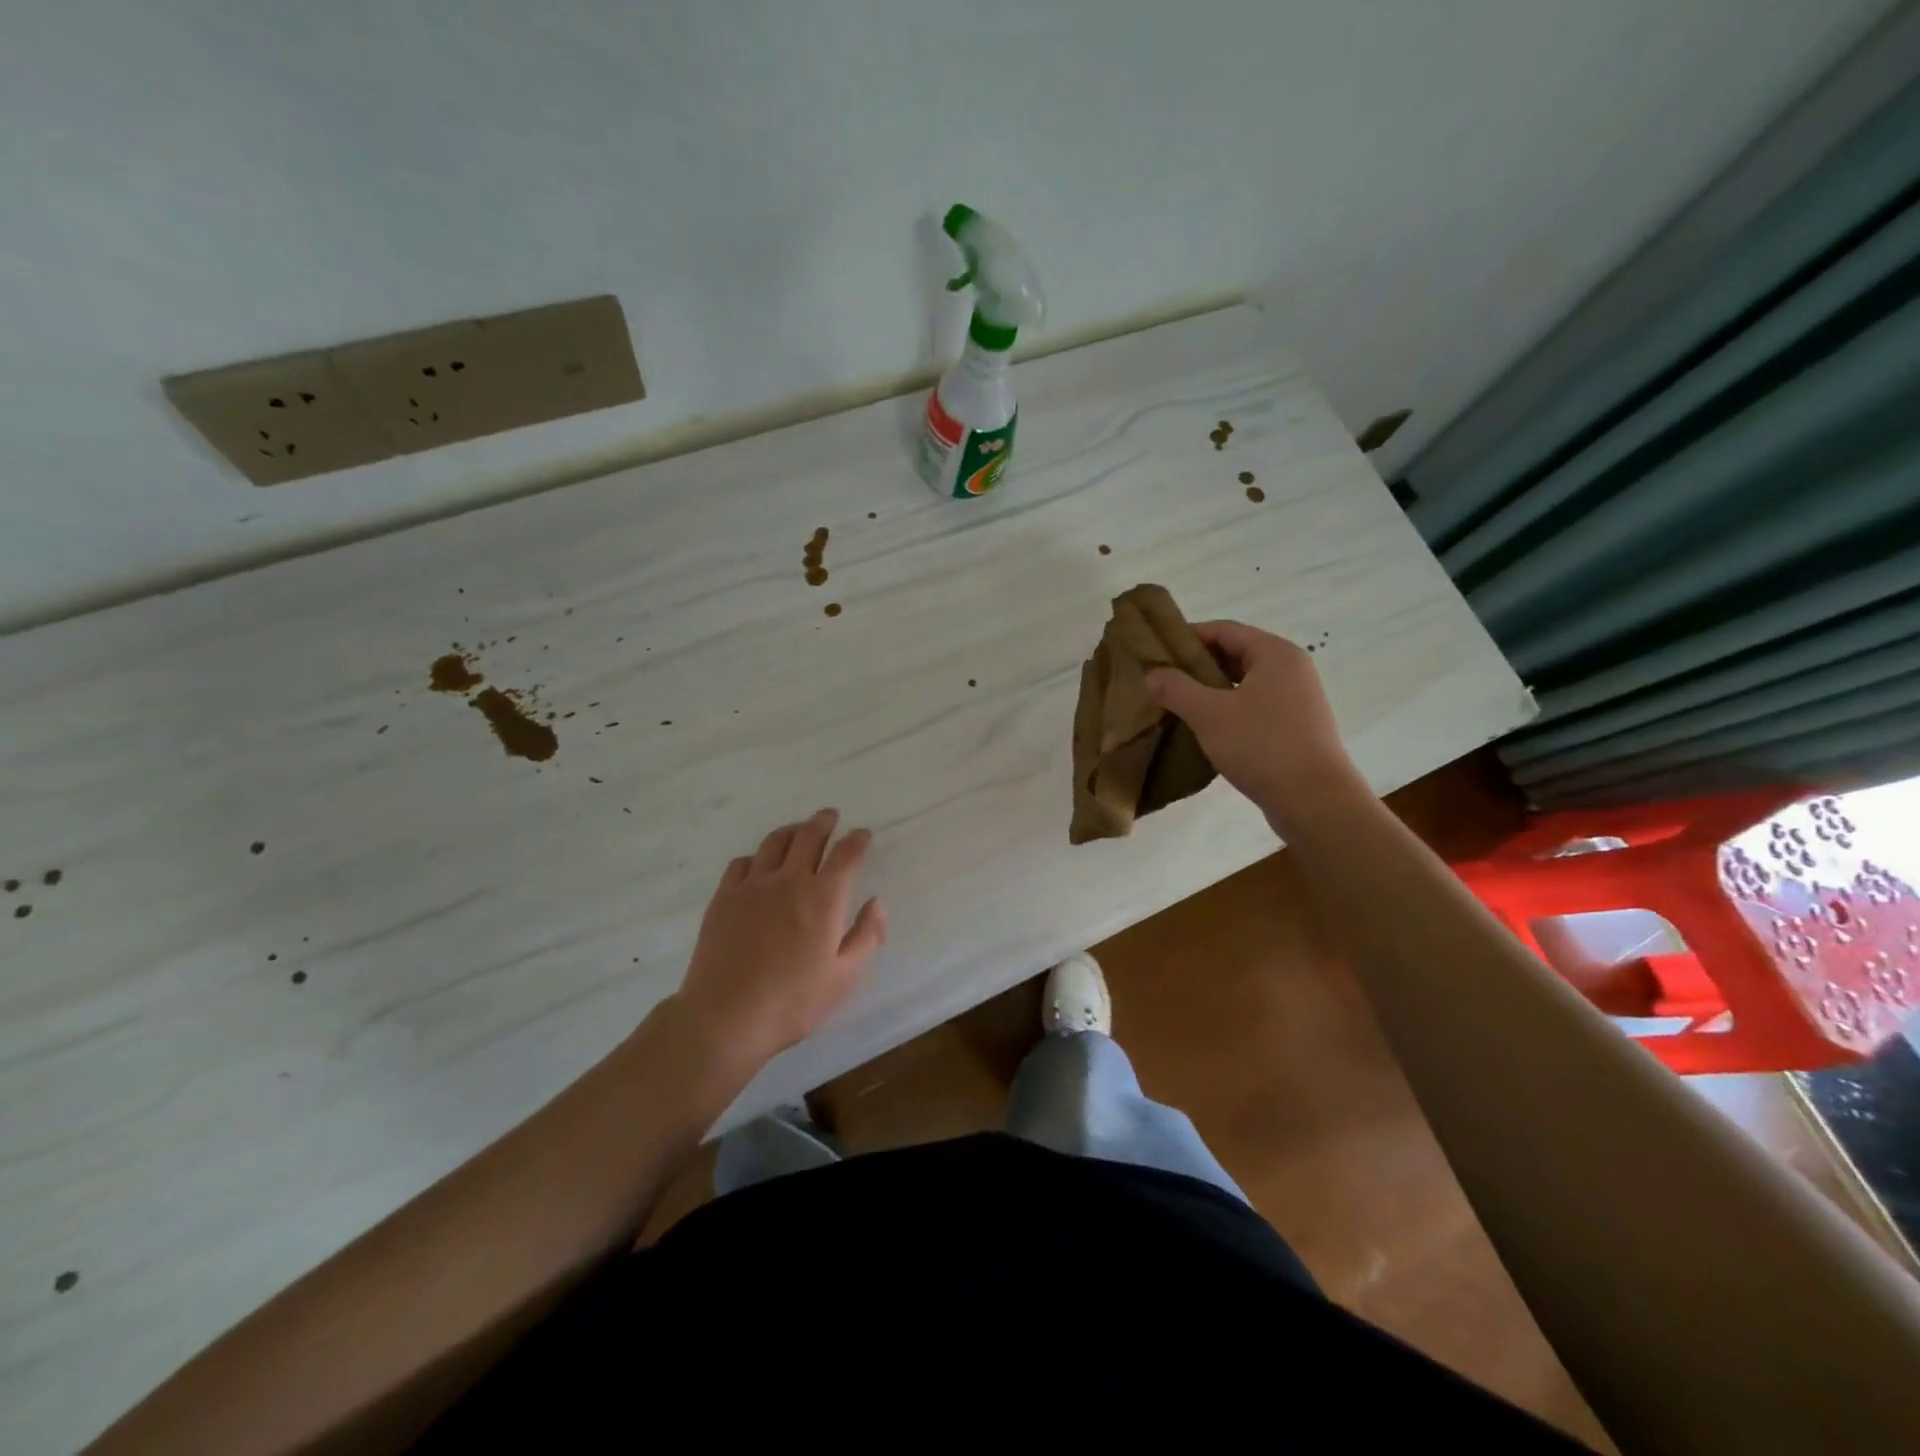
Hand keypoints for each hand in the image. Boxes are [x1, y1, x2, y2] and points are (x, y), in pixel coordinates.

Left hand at [672, 809, 887, 1074]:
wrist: (725, 1018)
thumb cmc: (793, 1002)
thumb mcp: (845, 978)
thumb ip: (867, 936)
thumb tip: (876, 903)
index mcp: (823, 898)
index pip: (845, 855)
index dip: (857, 840)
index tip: (863, 834)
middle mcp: (789, 881)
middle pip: (808, 836)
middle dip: (823, 822)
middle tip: (830, 816)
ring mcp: (752, 886)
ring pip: (774, 842)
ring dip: (792, 831)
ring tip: (798, 830)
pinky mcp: (724, 898)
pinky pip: (742, 862)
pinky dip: (758, 856)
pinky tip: (759, 865)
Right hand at [1145, 621, 1367, 831]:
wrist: (1315, 800)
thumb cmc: (1262, 746)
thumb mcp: (1209, 714)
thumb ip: (1176, 689)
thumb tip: (1151, 673)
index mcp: (1274, 653)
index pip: (1224, 630)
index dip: (1187, 637)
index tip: (1156, 652)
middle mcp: (1291, 668)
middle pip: (1235, 653)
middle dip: (1197, 665)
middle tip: (1162, 680)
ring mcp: (1297, 698)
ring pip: (1244, 682)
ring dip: (1211, 689)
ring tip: (1177, 704)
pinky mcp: (1297, 725)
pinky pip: (1255, 705)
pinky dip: (1229, 708)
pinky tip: (1206, 727)